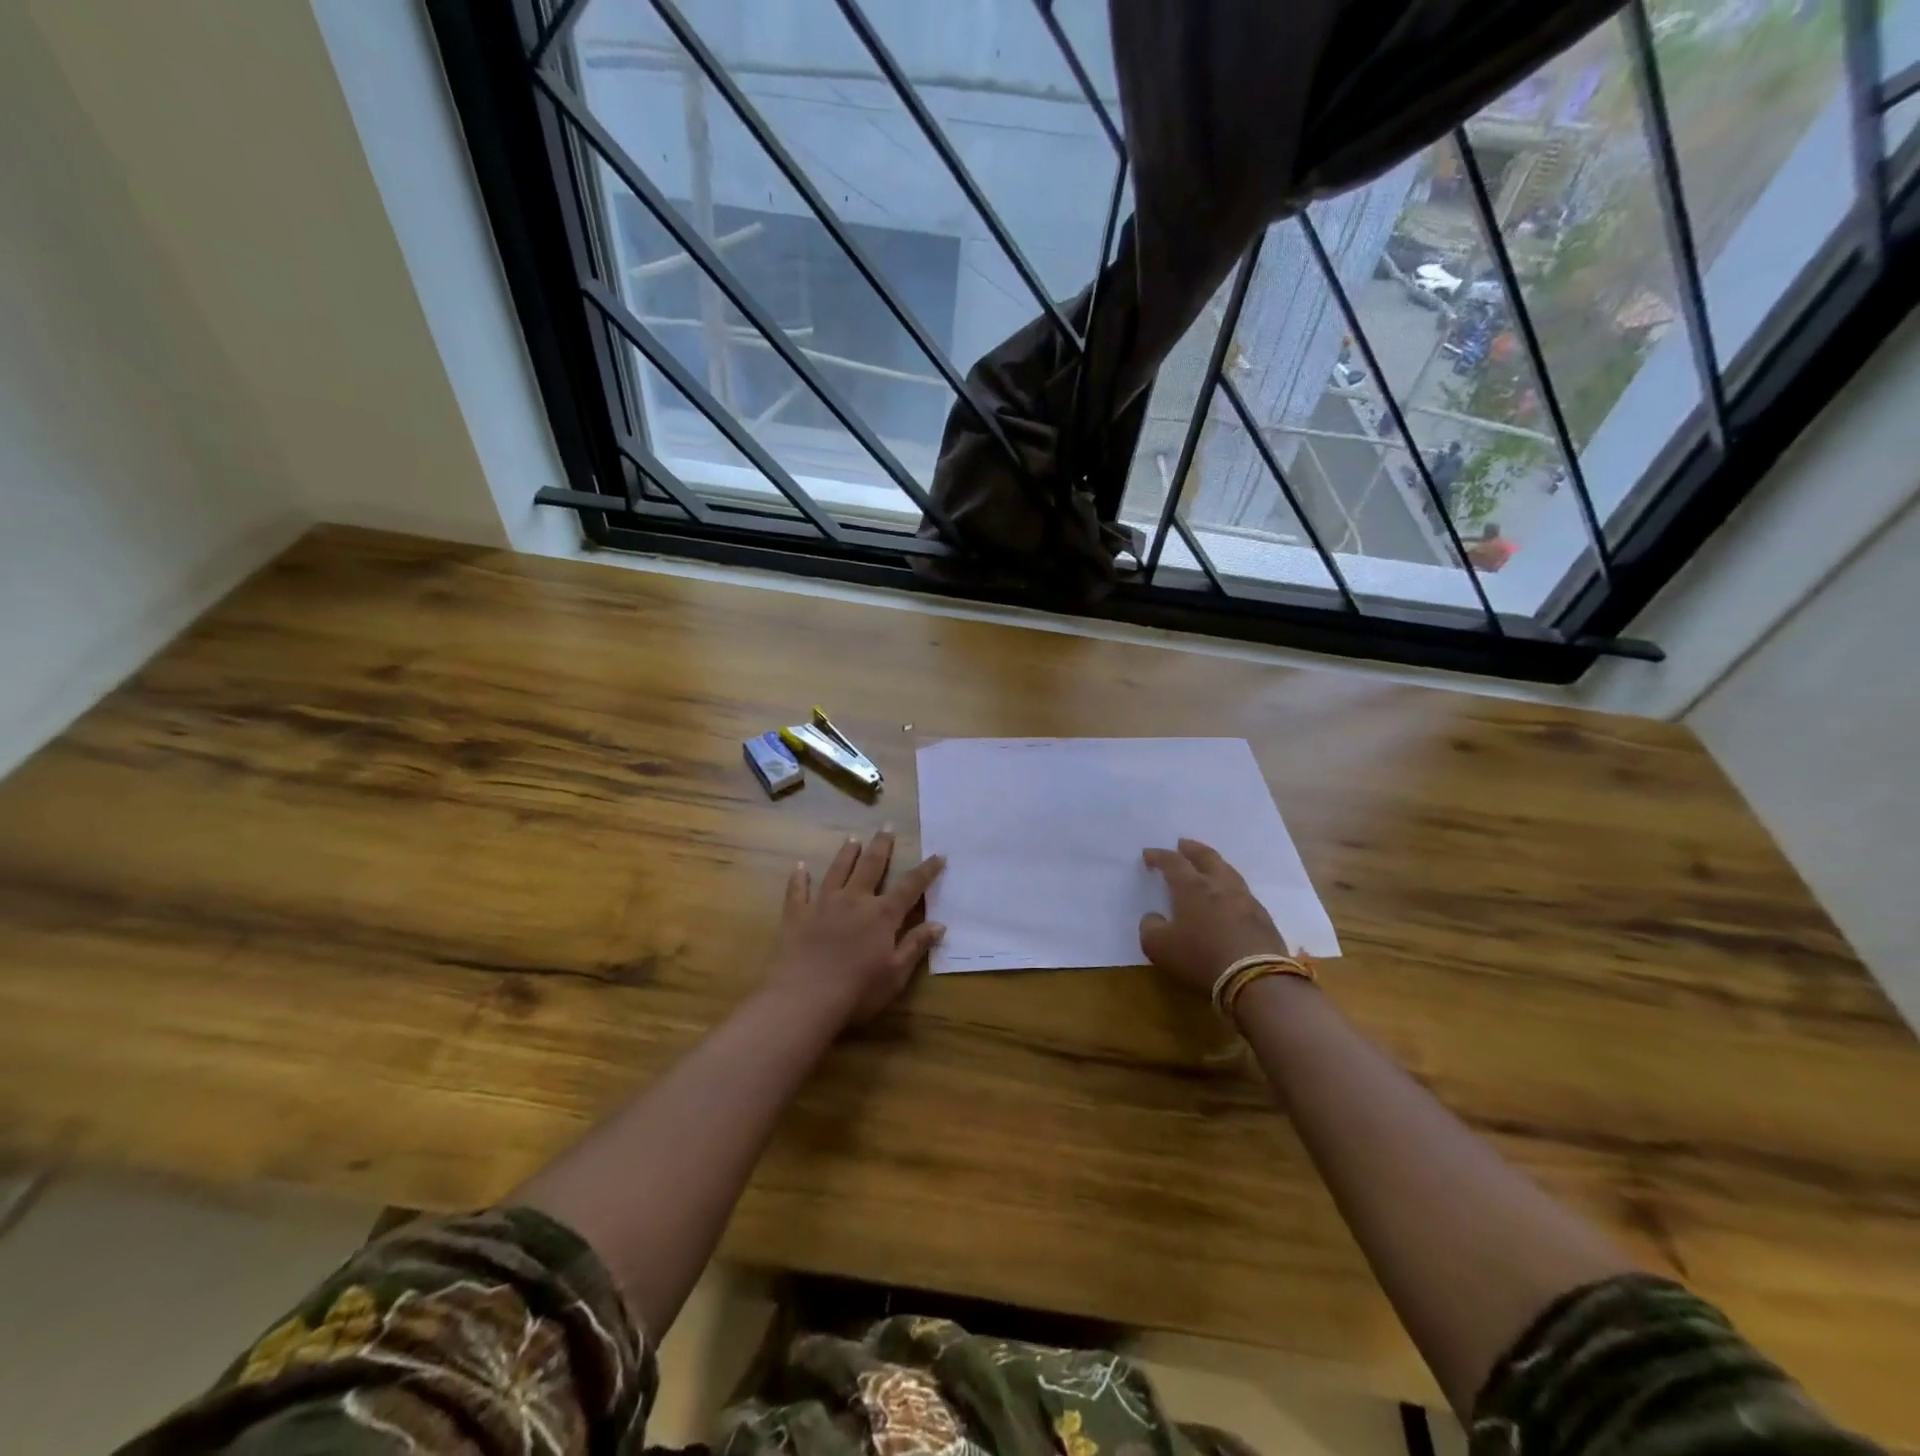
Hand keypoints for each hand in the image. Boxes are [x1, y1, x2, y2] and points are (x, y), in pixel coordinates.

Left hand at [765, 829, 945, 1026]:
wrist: (805, 999)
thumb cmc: (857, 991)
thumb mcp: (896, 974)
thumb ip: (915, 946)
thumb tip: (939, 924)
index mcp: (882, 915)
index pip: (910, 886)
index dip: (926, 870)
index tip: (938, 855)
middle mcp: (854, 900)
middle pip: (871, 866)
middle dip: (881, 846)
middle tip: (886, 827)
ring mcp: (823, 904)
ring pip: (837, 870)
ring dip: (846, 854)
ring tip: (852, 839)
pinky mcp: (797, 914)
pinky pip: (797, 890)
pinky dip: (799, 877)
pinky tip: (799, 866)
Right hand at [1139, 839, 1290, 996]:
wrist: (1256, 978)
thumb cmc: (1201, 957)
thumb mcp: (1159, 947)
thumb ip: (1150, 928)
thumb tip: (1154, 917)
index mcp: (1191, 887)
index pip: (1173, 862)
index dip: (1159, 856)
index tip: (1148, 854)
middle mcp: (1219, 886)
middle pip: (1206, 857)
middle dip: (1192, 849)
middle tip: (1183, 844)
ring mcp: (1245, 900)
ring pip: (1229, 872)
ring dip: (1215, 864)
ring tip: (1209, 865)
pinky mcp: (1263, 918)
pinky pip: (1243, 893)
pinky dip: (1231, 887)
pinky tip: (1230, 896)